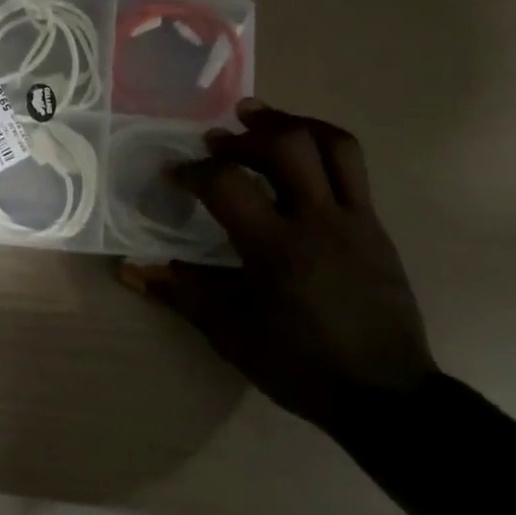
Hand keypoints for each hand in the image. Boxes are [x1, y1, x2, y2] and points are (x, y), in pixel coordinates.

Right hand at [119, 102, 437, 429]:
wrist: (384, 394)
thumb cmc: (299, 364)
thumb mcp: (230, 333)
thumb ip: (180, 292)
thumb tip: (131, 270)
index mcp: (275, 248)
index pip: (226, 184)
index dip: (192, 170)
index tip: (173, 172)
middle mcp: (318, 220)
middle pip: (287, 145)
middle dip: (245, 133)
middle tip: (218, 138)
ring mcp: (355, 219)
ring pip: (332, 144)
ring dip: (292, 123)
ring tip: (262, 120)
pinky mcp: (376, 226)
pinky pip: (353, 168)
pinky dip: (320, 147)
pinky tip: (298, 161)